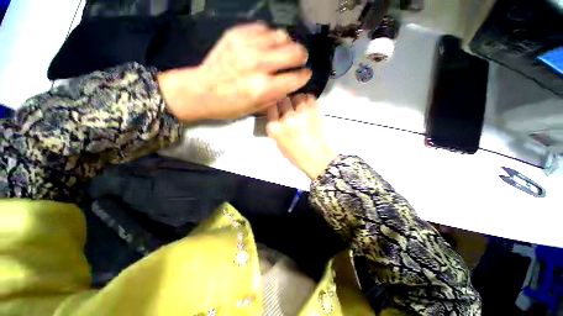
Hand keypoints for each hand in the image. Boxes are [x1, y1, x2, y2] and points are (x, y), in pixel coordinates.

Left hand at [158, 22, 311, 121]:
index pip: (295, 78)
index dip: (304, 76)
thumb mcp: (256, 109)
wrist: (201, 91)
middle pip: (293, 52)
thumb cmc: (229, 106)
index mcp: (263, 88)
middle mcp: (258, 65)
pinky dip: (270, 37)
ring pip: (281, 36)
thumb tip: (288, 85)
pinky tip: (267, 45)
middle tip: (299, 60)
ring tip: (284, 51)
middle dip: (301, 57)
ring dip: (287, 44)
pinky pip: (264, 29)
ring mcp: (247, 47)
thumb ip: (275, 96)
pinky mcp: (237, 35)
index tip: (306, 75)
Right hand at [266, 94, 336, 179]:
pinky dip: (309, 100)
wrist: (314, 158)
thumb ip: (275, 127)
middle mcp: (286, 118)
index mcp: (275, 128)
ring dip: (298, 100)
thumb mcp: (278, 142)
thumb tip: (277, 115)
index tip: (278, 108)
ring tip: (300, 106)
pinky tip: (308, 107)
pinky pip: (310, 98)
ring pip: (297, 96)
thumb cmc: (294, 154)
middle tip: (289, 106)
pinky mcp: (314, 112)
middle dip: (285, 102)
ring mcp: (301, 114)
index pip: (271, 107)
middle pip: (283, 99)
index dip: (275, 106)